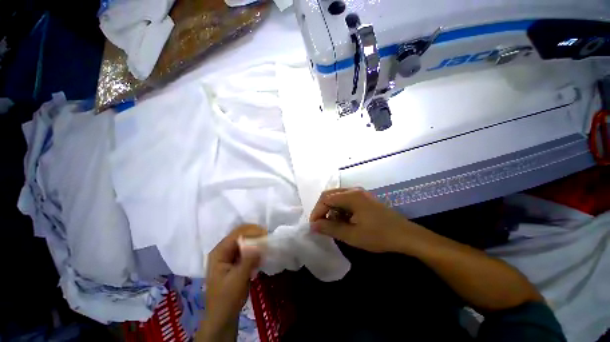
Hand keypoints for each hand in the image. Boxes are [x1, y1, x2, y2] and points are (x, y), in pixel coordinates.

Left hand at [200, 225, 265, 341]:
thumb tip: (260, 244)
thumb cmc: (227, 299)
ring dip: (255, 241)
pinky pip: (245, 250)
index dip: (252, 231)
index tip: (266, 233)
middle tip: (268, 237)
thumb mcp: (238, 279)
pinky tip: (261, 254)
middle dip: (254, 234)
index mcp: (219, 252)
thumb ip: (249, 259)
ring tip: (266, 244)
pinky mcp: (233, 262)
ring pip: (243, 242)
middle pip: (240, 235)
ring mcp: (227, 256)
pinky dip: (253, 250)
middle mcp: (222, 251)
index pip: (237, 233)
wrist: (222, 318)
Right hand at [309, 188, 422, 252]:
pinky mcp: (364, 199)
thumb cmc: (379, 235)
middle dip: (322, 210)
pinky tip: (343, 221)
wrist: (406, 236)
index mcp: (351, 196)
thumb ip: (330, 228)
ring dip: (331, 210)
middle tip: (321, 225)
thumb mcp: (352, 235)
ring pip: (337, 198)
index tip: (314, 226)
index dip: (317, 212)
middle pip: (330, 195)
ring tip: (332, 225)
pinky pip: (345, 200)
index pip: (325, 199)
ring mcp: (360, 194)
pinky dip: (340, 210)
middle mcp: (354, 190)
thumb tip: (313, 225)